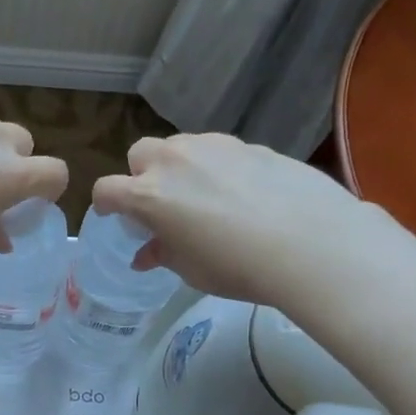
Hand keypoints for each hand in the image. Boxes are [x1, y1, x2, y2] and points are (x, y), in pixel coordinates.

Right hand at [92, 133, 369, 307]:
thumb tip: (146, 254)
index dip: (105, 205)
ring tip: (203, 196)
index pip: (106, 190)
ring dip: (180, 167)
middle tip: (162, 204)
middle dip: (141, 175)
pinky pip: (219, 151)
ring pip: (181, 146)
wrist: (310, 243)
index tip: (115, 217)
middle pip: (140, 153)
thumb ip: (163, 254)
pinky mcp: (250, 144)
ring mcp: (214, 147)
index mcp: (149, 195)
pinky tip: (242, 193)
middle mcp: (175, 161)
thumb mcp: (191, 269)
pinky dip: (217, 167)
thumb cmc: (237, 266)